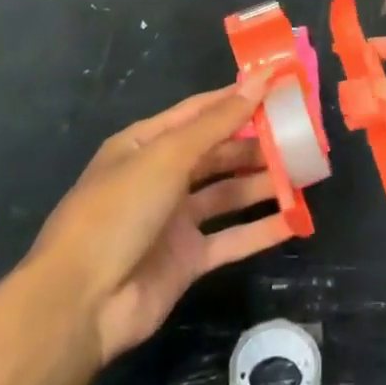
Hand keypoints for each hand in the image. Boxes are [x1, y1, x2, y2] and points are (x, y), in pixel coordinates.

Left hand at [28, 80, 292, 364]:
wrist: (81, 304)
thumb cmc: (119, 211)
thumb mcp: (168, 157)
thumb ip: (218, 122)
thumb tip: (259, 79)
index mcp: (146, 143)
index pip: (200, 111)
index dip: (237, 98)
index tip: (278, 86)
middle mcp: (160, 176)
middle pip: (217, 152)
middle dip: (255, 143)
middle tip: (300, 134)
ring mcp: (174, 220)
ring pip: (227, 194)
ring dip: (262, 183)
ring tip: (304, 172)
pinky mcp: (186, 260)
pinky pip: (230, 238)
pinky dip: (260, 229)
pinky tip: (295, 220)